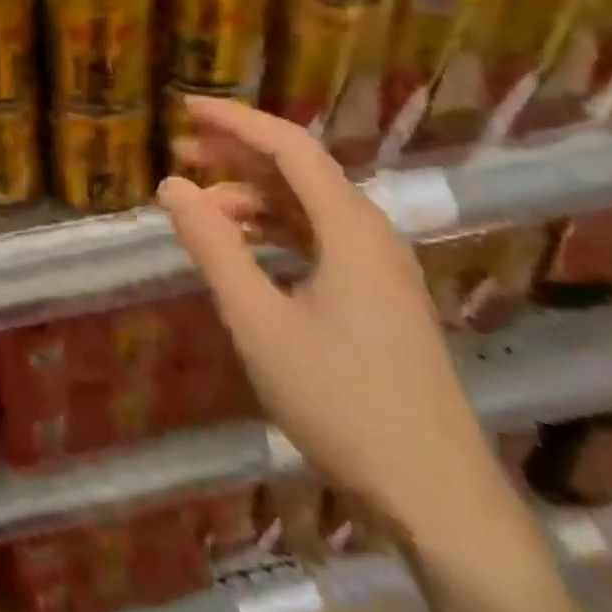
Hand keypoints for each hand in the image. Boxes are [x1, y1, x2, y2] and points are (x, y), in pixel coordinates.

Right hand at [158, 99, 506, 535]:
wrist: (439, 502)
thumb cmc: (341, 400)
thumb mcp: (258, 321)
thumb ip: (212, 246)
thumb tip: (172, 185)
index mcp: (349, 227)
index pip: (288, 145)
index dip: (235, 120)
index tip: (186, 109)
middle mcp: (370, 233)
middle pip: (299, 169)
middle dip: (237, 153)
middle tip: (181, 150)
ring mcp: (380, 267)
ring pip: (308, 205)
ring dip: (253, 194)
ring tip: (201, 204)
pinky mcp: (380, 297)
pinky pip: (319, 237)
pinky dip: (274, 228)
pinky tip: (243, 246)